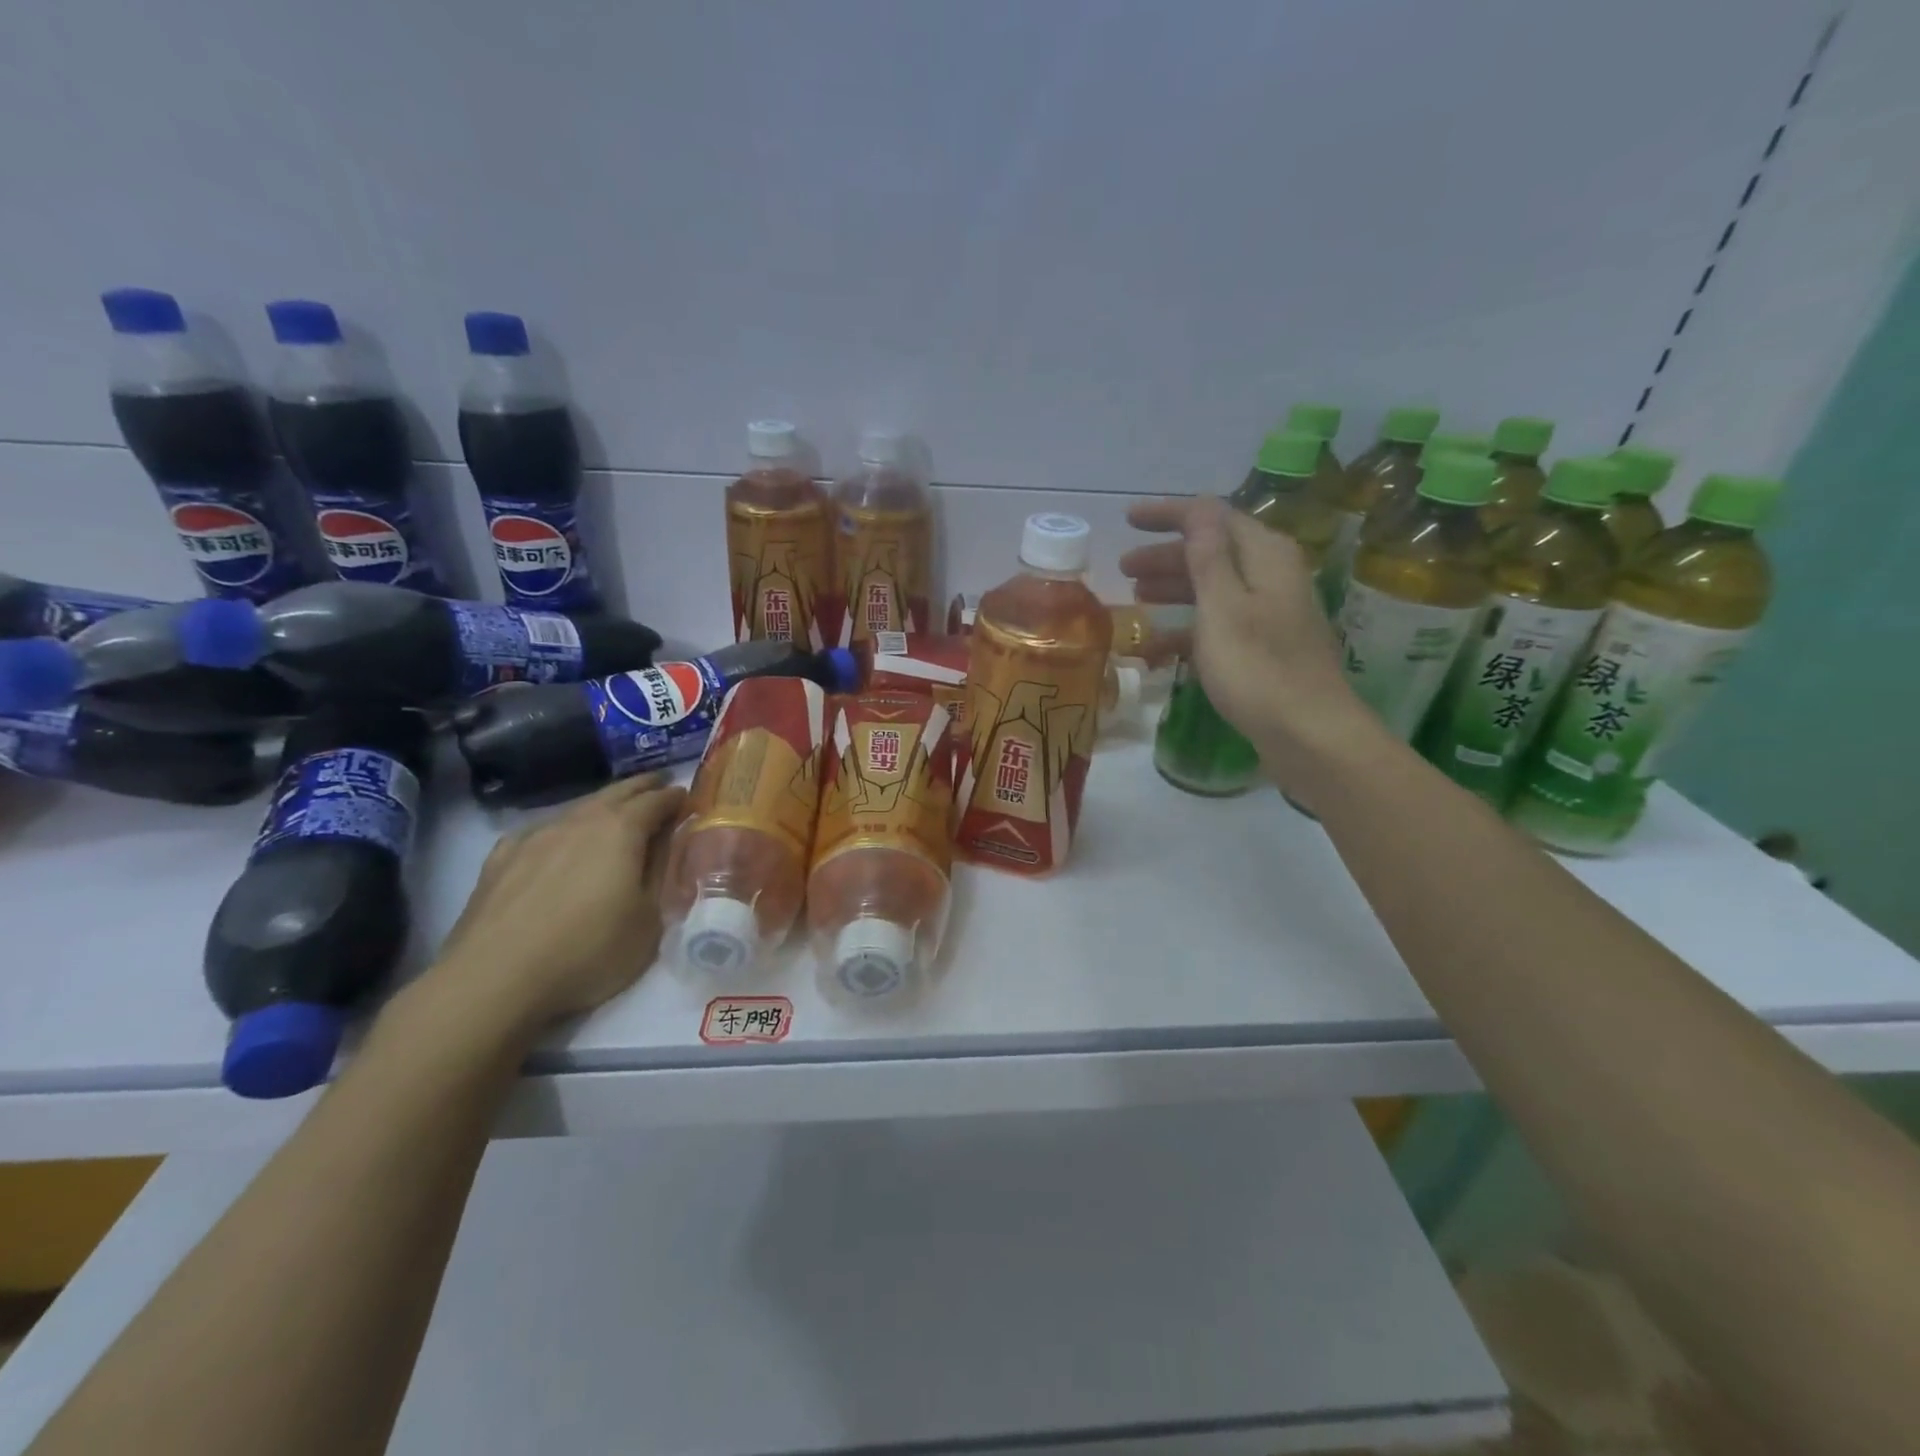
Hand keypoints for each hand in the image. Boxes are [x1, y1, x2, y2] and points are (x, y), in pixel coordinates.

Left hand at [427, 774, 686, 1038]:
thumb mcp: (649, 921)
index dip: (676, 798)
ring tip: (615, 812)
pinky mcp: (500, 858)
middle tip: (659, 785)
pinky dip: (561, 829)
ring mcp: (535, 836)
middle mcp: (579, 820)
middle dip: (642, 787)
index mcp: (621, 830)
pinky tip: (555, 843)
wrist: (494, 979)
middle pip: (617, 792)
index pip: (657, 801)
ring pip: (578, 808)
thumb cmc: (588, 950)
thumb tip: (668, 847)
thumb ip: (661, 875)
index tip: (689, 798)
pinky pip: (540, 831)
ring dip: (603, 805)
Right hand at [1121, 496, 1386, 795]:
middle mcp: (1271, 576)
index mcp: (1266, 556)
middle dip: (1166, 556)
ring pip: (1213, 589)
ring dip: (1173, 590)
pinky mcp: (1263, 648)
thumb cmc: (1257, 668)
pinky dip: (1187, 628)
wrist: (1307, 734)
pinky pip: (1218, 625)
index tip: (1128, 520)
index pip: (1213, 517)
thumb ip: (1207, 556)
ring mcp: (1269, 614)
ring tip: (1136, 599)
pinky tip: (1157, 646)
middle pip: (1213, 552)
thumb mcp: (1223, 607)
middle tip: (1124, 569)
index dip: (1170, 515)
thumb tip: (1199, 508)